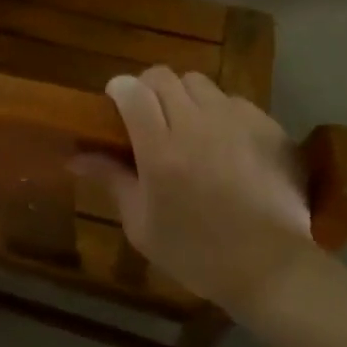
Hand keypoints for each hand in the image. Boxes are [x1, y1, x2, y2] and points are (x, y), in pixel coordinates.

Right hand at [74, 67, 314, 314]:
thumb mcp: (142, 225)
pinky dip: (221, 113)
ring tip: (189, 126)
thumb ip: (111, 179)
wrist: (271, 268)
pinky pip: (234, 101)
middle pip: (163, 77)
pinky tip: (226, 143)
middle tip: (150, 116)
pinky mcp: (265, 125)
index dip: (120, 90)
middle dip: (149, 88)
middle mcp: (196, 123)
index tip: (116, 104)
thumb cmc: (197, 253)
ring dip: (185, 97)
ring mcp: (235, 120)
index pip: (132, 91)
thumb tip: (75, 156)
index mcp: (160, 148)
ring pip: (199, 83)